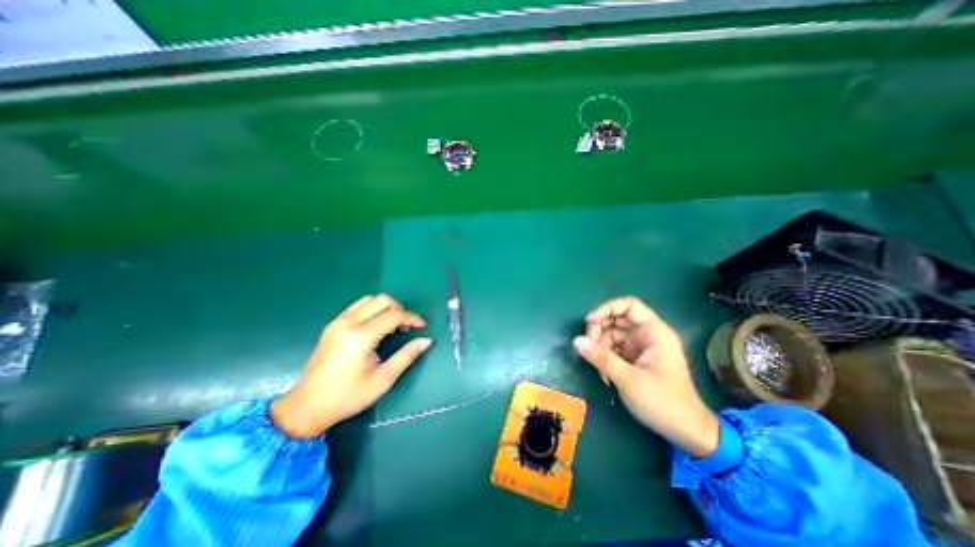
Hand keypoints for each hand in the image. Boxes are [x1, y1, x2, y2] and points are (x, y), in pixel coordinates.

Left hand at [270, 294, 428, 439]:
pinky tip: (376, 327)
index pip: (394, 315)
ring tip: (393, 326)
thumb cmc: (348, 396)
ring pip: (369, 299)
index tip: (422, 326)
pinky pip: (357, 306)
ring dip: (385, 307)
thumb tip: (426, 340)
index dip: (412, 318)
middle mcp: (349, 323)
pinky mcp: (332, 325)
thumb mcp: (382, 379)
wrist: (306, 407)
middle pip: (382, 300)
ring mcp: (338, 322)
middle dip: (400, 309)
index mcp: (361, 337)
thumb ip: (406, 356)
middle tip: (407, 327)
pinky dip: (372, 310)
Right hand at [573, 294, 717, 457]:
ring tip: (595, 364)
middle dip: (599, 329)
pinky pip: (613, 348)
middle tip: (588, 346)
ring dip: (600, 345)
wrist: (685, 432)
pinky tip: (602, 373)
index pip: (629, 305)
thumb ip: (601, 358)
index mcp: (654, 332)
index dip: (607, 308)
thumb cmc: (663, 402)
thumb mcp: (629, 380)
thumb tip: (576, 340)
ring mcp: (640, 347)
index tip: (590, 322)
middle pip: (617, 319)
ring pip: (612, 334)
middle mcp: (647, 335)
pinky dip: (604, 356)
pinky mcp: (634, 359)